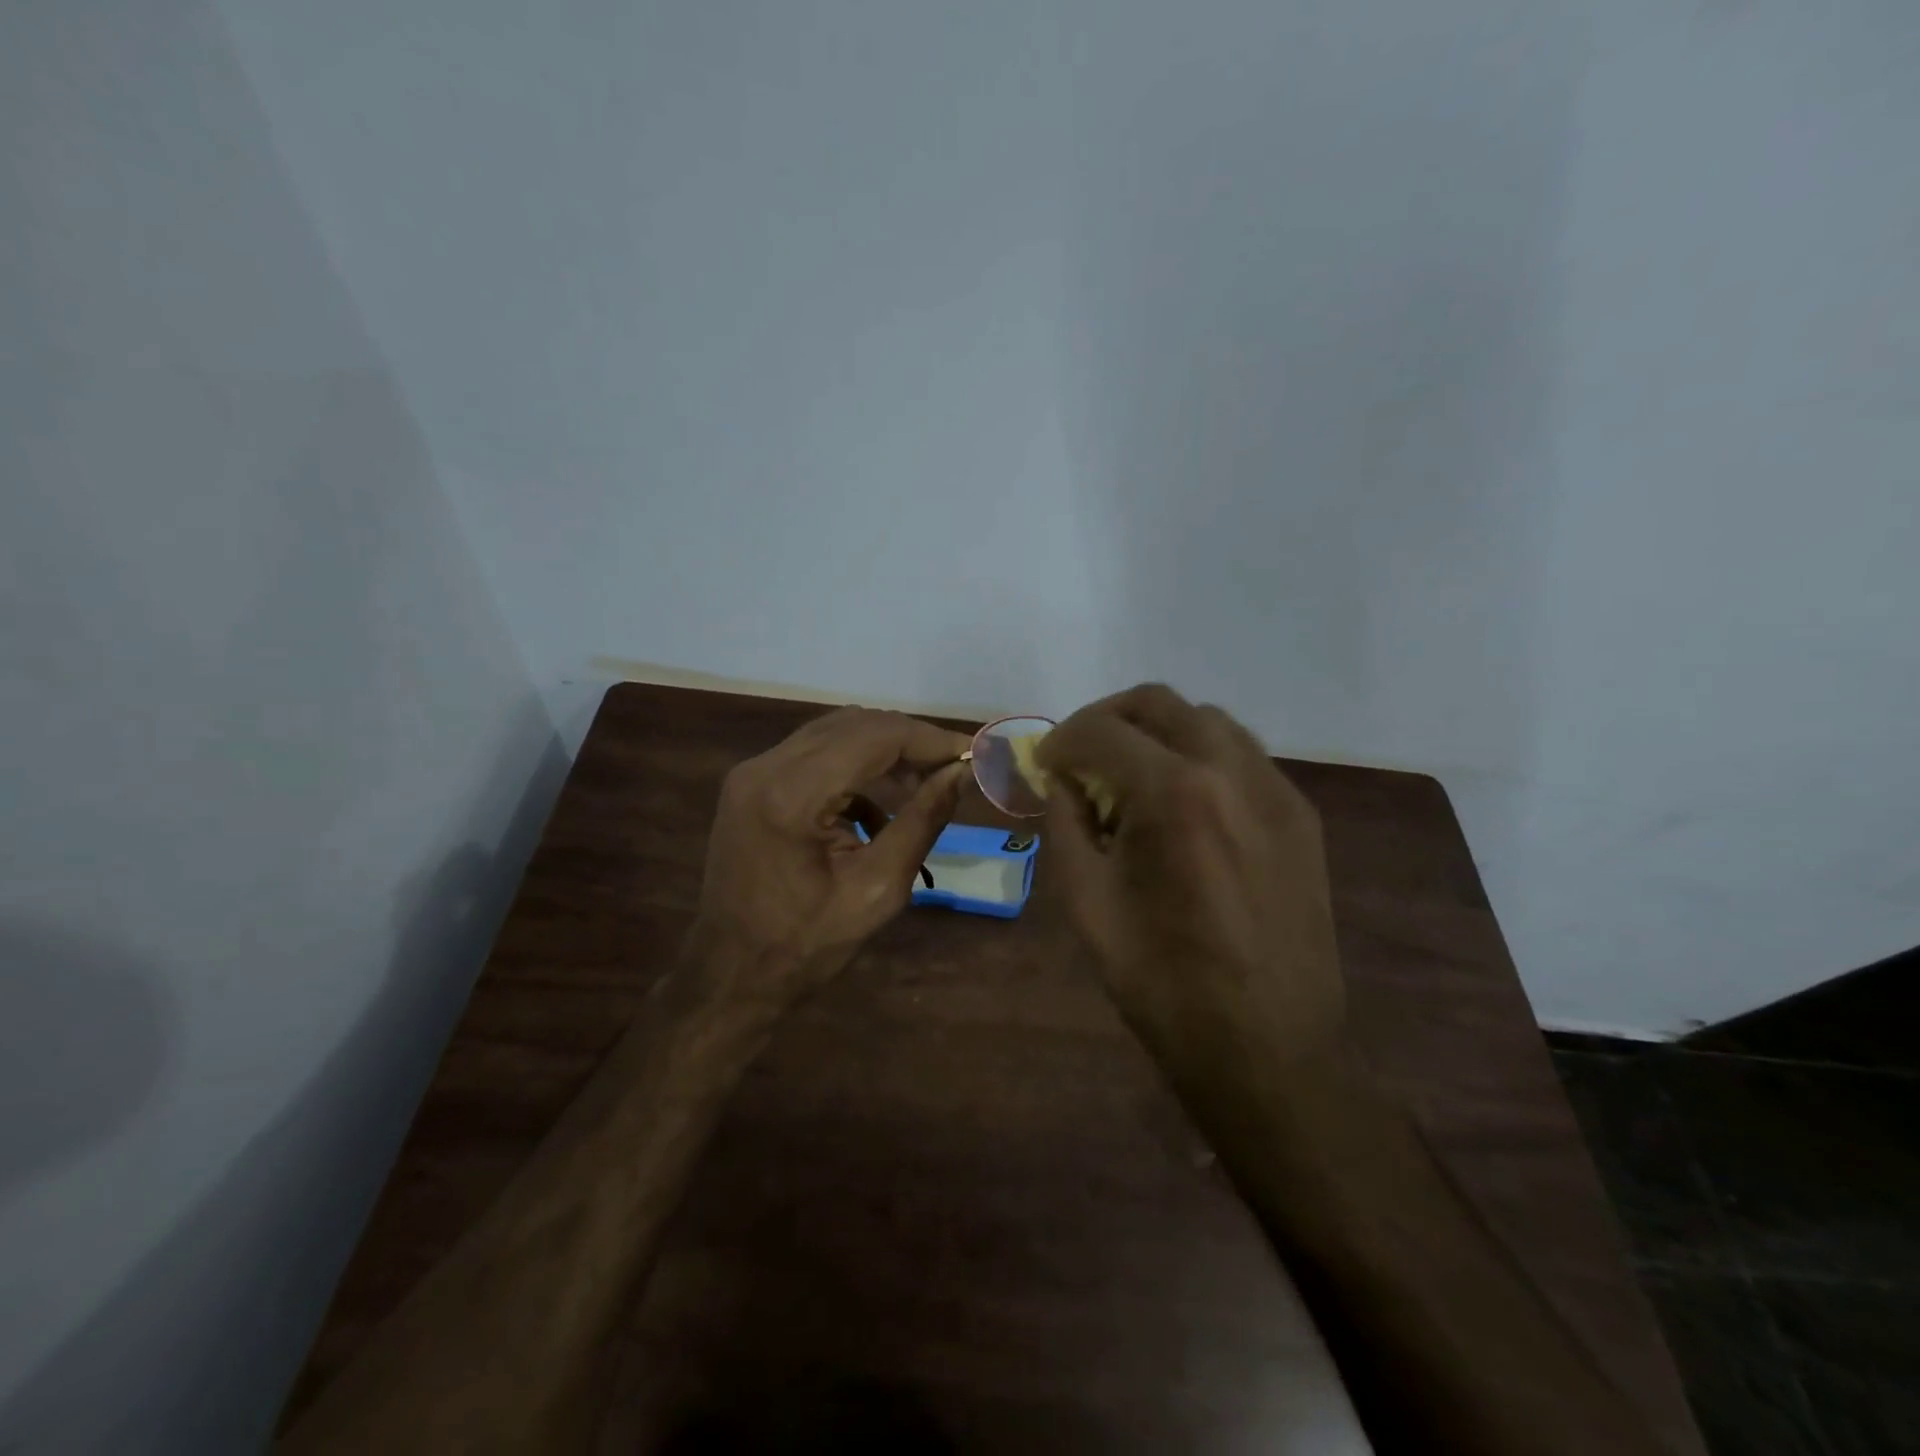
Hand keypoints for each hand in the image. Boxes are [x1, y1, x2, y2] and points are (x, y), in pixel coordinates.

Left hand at [695, 707, 970, 1000]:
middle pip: (854, 724)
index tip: (972, 755)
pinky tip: (877, 811)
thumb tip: (961, 773)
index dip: (929, 740)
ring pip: (835, 733)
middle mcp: (765, 767)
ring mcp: (752, 772)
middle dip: (910, 742)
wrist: (730, 974)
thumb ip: (922, 821)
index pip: (875, 736)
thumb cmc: (806, 945)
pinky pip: (814, 755)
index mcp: (791, 794)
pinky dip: (853, 769)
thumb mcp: (878, 889)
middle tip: (952, 770)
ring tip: (923, 786)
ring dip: (883, 752)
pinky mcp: (752, 784)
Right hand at [1037, 684, 1343, 1097]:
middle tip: (1082, 755)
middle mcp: (1231, 772)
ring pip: (1208, 720)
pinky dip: (1200, 758)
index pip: (1101, 731)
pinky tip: (1184, 805)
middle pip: (1159, 703)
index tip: (1044, 764)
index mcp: (1173, 795)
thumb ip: (1066, 824)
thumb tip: (1061, 781)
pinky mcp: (1302, 816)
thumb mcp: (1087, 903)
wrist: (1267, 1049)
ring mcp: (1276, 790)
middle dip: (1107, 718)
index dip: (1060, 740)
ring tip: (1133, 777)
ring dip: (1158, 732)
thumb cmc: (1162, 983)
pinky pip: (1243, 757)